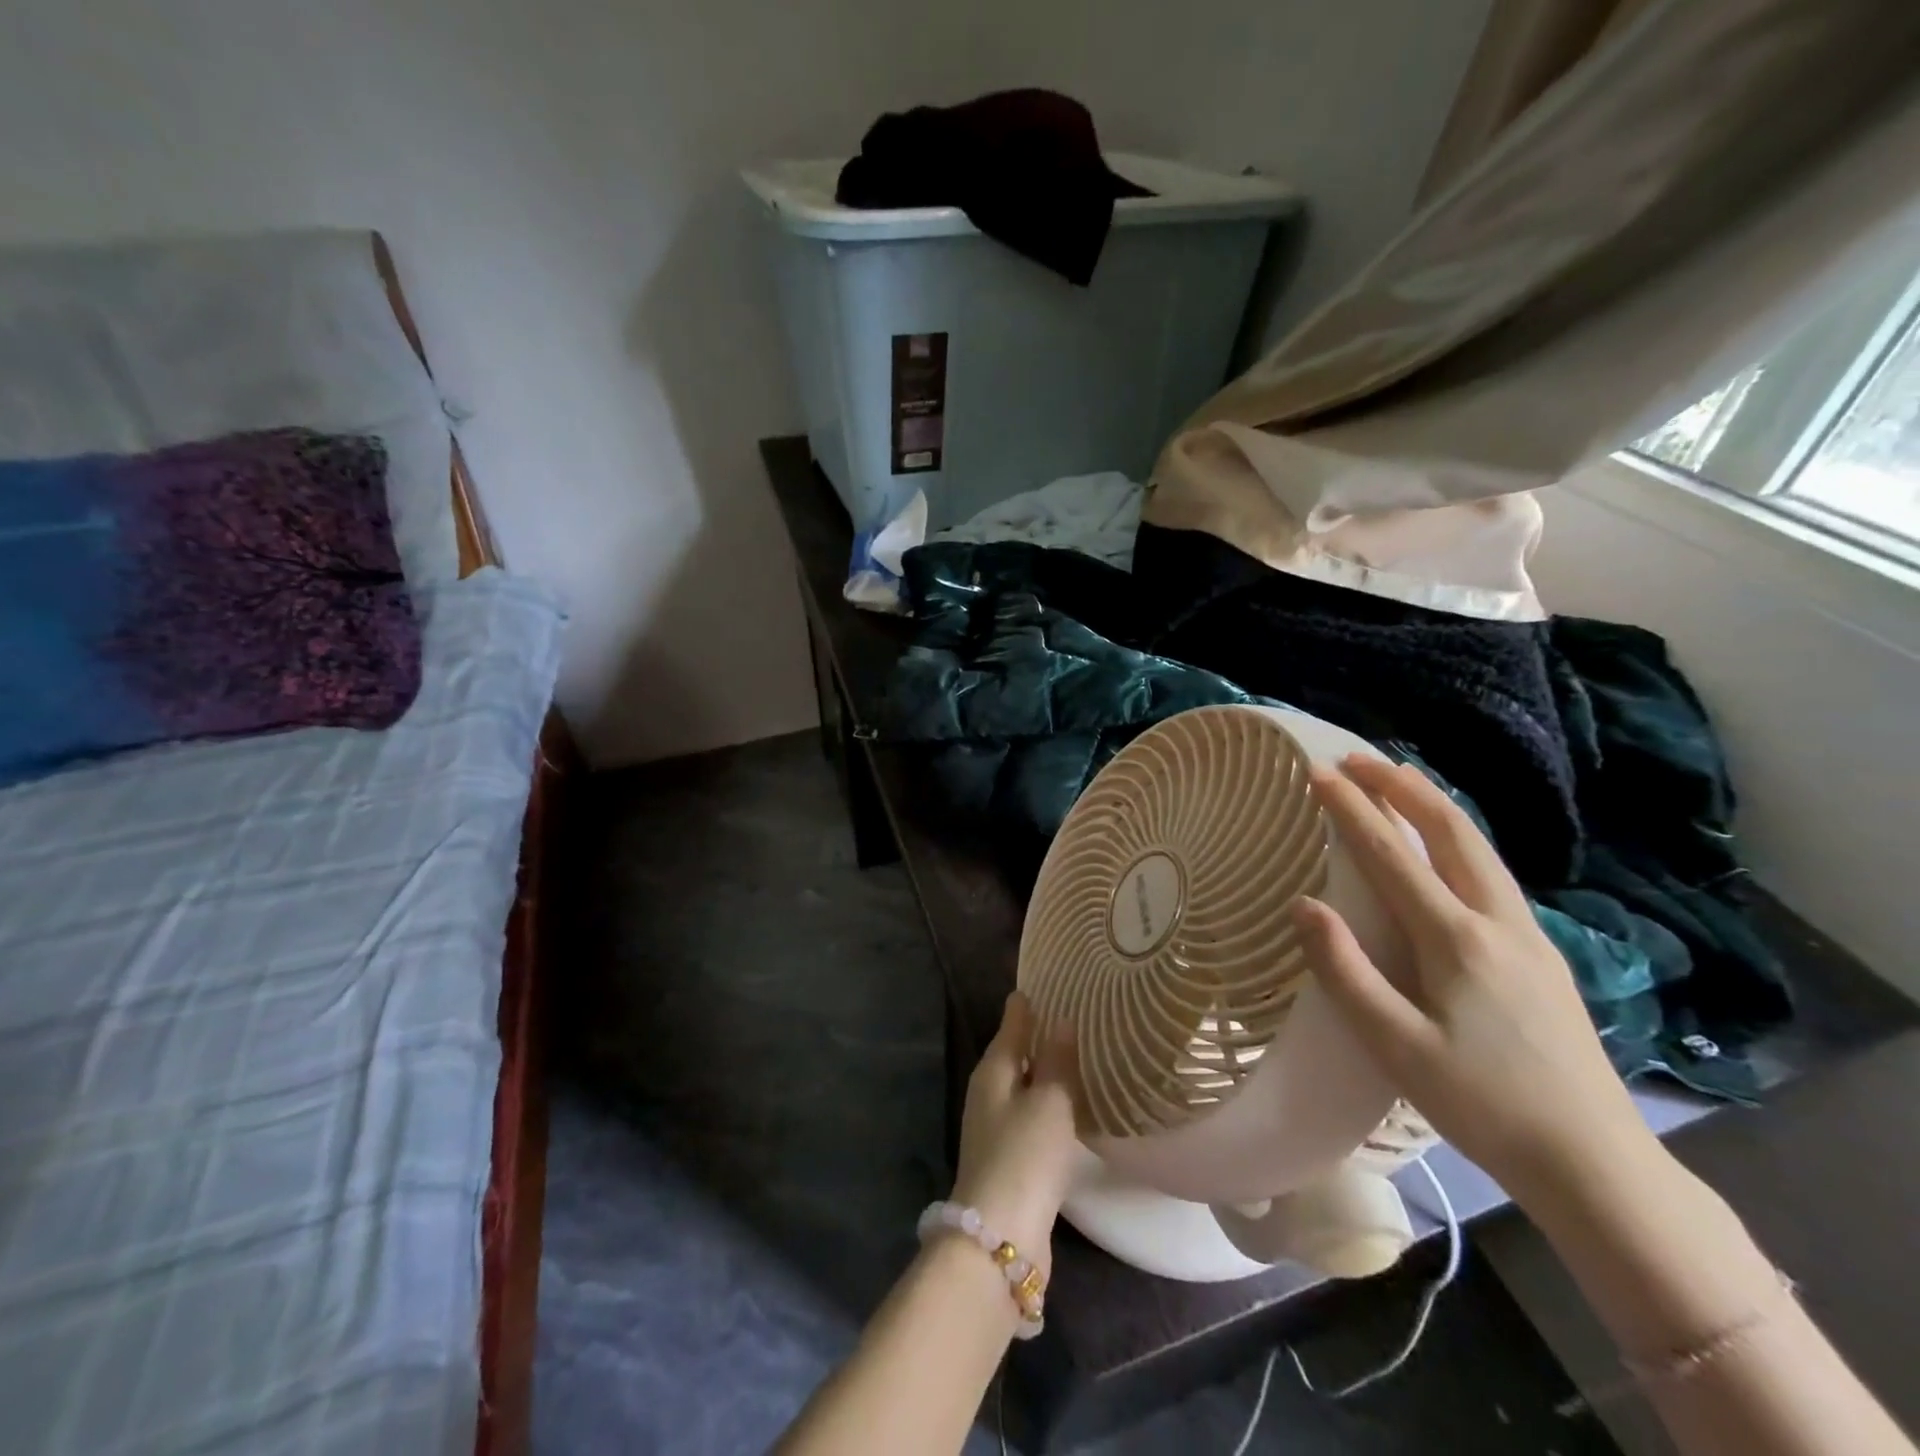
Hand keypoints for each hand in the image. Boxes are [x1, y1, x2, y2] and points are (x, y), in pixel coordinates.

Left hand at [949, 992, 1079, 1274]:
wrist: (1001, 1237)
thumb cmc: (1025, 1155)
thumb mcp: (1049, 1102)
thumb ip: (1058, 1061)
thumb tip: (1062, 1021)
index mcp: (992, 1071)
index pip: (1011, 1025)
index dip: (1027, 1006)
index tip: (1045, 984)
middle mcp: (988, 1094)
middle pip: (1015, 1055)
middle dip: (1038, 1037)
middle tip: (1073, 1017)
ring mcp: (996, 1129)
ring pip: (1024, 1088)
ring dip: (1046, 1074)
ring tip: (1079, 1058)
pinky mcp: (1010, 1160)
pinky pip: (1032, 1118)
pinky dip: (1049, 1106)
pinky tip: (1071, 1109)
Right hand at [1292, 755, 1657, 1204]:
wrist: (1593, 1161)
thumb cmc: (1482, 1103)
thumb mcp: (1396, 1045)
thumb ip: (1345, 970)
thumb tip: (1304, 904)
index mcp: (1457, 940)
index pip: (1392, 855)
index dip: (1352, 809)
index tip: (1317, 773)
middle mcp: (1497, 922)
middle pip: (1451, 831)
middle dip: (1402, 787)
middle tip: (1358, 760)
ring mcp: (1528, 936)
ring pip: (1479, 848)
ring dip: (1434, 806)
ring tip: (1399, 783)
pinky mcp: (1542, 956)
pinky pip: (1491, 873)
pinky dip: (1457, 839)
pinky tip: (1445, 851)